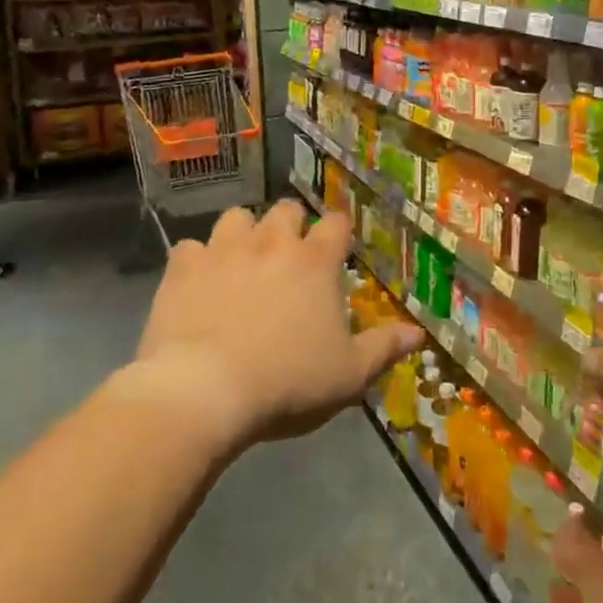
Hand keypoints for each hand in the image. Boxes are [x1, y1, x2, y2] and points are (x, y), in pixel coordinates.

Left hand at [123, 202, 421, 451]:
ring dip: (243, 233)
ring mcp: (225, 250)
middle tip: (288, 255)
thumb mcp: (349, 374)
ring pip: (237, 217)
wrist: (204, 392)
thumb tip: (419, 334)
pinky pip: (190, 248)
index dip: (338, 232)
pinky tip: (197, 283)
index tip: (336, 249)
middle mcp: (273, 243)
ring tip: (242, 260)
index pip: (336, 224)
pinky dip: (197, 261)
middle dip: (290, 225)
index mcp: (316, 262)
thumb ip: (384, 347)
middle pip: (286, 210)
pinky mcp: (183, 267)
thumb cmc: (288, 382)